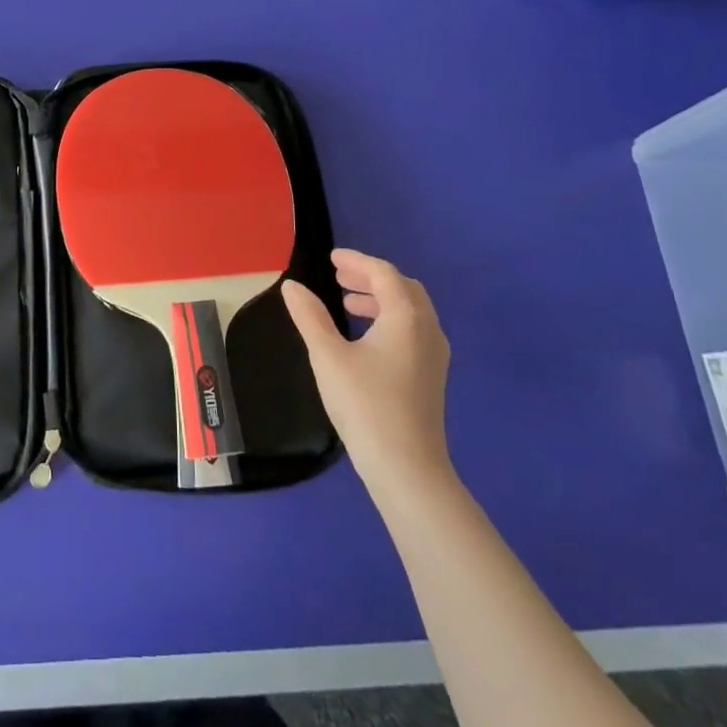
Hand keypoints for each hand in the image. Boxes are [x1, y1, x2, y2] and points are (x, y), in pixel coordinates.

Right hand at [283, 250, 454, 505]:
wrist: (407, 468)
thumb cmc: (365, 405)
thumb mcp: (328, 356)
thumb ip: (310, 316)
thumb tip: (292, 286)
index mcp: (406, 317)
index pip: (383, 273)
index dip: (356, 260)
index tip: (331, 258)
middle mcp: (427, 329)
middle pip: (403, 288)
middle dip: (370, 277)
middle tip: (339, 276)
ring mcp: (434, 355)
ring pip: (410, 310)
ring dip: (380, 299)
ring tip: (347, 305)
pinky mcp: (431, 376)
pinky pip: (413, 330)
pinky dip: (389, 319)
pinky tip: (365, 338)